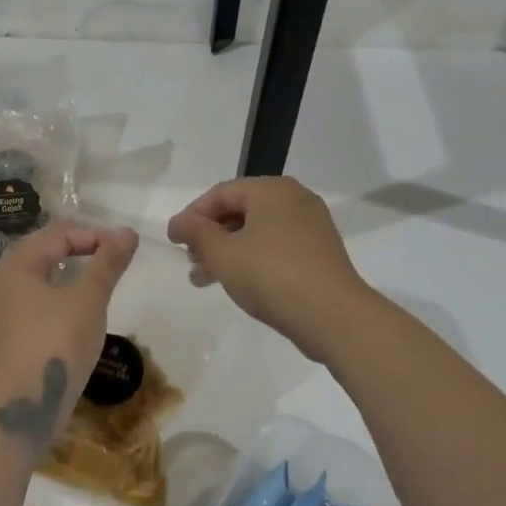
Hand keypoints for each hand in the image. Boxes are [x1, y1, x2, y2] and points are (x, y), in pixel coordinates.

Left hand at [0, 220, 138, 449]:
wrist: (24, 404)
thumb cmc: (56, 342)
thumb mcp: (89, 298)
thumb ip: (107, 263)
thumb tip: (127, 233)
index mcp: (16, 265)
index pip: (57, 234)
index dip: (93, 235)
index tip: (124, 247)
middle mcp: (1, 282)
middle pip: (42, 251)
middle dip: (78, 249)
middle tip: (111, 258)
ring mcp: (0, 311)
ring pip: (37, 278)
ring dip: (68, 273)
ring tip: (97, 281)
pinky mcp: (6, 336)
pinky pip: (33, 302)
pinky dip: (57, 296)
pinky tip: (76, 310)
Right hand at [166, 177, 368, 359]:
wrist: (333, 316)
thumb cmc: (271, 275)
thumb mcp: (223, 254)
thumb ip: (197, 234)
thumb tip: (179, 222)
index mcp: (272, 190)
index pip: (221, 193)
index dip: (192, 215)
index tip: (173, 241)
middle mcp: (295, 200)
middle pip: (240, 211)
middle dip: (210, 236)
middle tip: (190, 260)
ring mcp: (312, 226)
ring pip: (258, 232)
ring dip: (228, 251)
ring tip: (205, 279)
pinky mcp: (320, 253)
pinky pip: (276, 247)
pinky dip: (252, 260)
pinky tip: (238, 283)